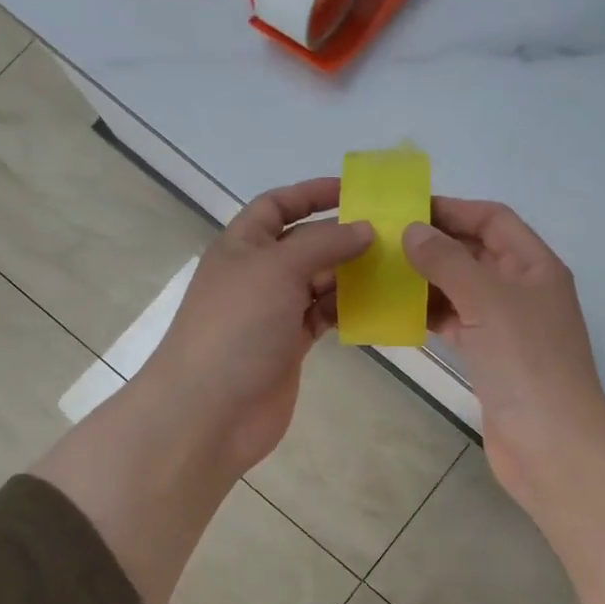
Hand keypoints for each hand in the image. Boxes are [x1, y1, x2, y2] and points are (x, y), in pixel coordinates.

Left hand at [139, 177, 373, 477]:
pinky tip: (377, 307)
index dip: (312, 193)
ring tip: (395, 269)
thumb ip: (323, 243)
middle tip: (392, 235)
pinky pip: (323, 316)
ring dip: (351, 274)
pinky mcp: (288, 345)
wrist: (209, 411)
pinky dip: (347, 310)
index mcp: (242, 245)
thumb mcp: (277, 269)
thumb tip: (364, 229)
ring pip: (319, 281)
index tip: (357, 192)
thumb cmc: (237, 327)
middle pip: (305, 243)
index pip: (277, 204)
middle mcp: (257, 274)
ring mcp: (272, 312)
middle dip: (343, 236)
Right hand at [403, 199, 604, 508]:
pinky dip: (431, 316)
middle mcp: (524, 290)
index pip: (493, 220)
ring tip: (382, 275)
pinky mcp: (491, 358)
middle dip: (434, 245)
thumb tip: (413, 230)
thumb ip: (448, 262)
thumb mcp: (488, 301)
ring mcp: (508, 327)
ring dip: (428, 281)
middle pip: (476, 252)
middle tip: (383, 242)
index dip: (453, 209)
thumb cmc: (526, 365)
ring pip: (463, 289)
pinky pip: (457, 323)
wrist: (552, 447)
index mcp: (535, 266)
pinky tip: (398, 314)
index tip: (406, 209)